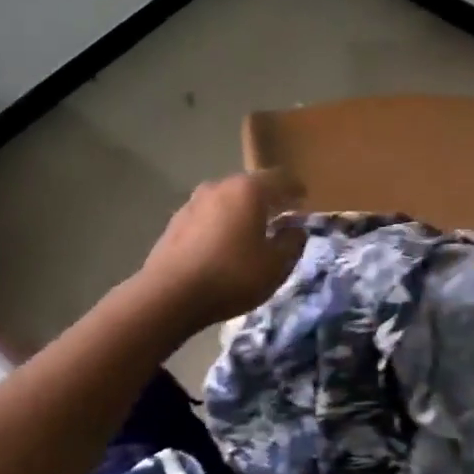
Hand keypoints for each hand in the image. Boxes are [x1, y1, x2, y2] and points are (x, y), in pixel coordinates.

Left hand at [137, 170, 307, 327]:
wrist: (168, 295)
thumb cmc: (231, 276)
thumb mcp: (276, 266)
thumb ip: (292, 242)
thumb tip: (295, 229)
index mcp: (249, 190)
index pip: (281, 178)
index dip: (296, 189)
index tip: (305, 200)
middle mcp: (221, 186)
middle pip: (253, 185)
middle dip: (269, 199)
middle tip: (282, 216)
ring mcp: (194, 201)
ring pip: (228, 199)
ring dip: (243, 211)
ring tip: (252, 231)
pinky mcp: (176, 220)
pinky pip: (209, 215)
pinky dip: (222, 222)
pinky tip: (224, 244)